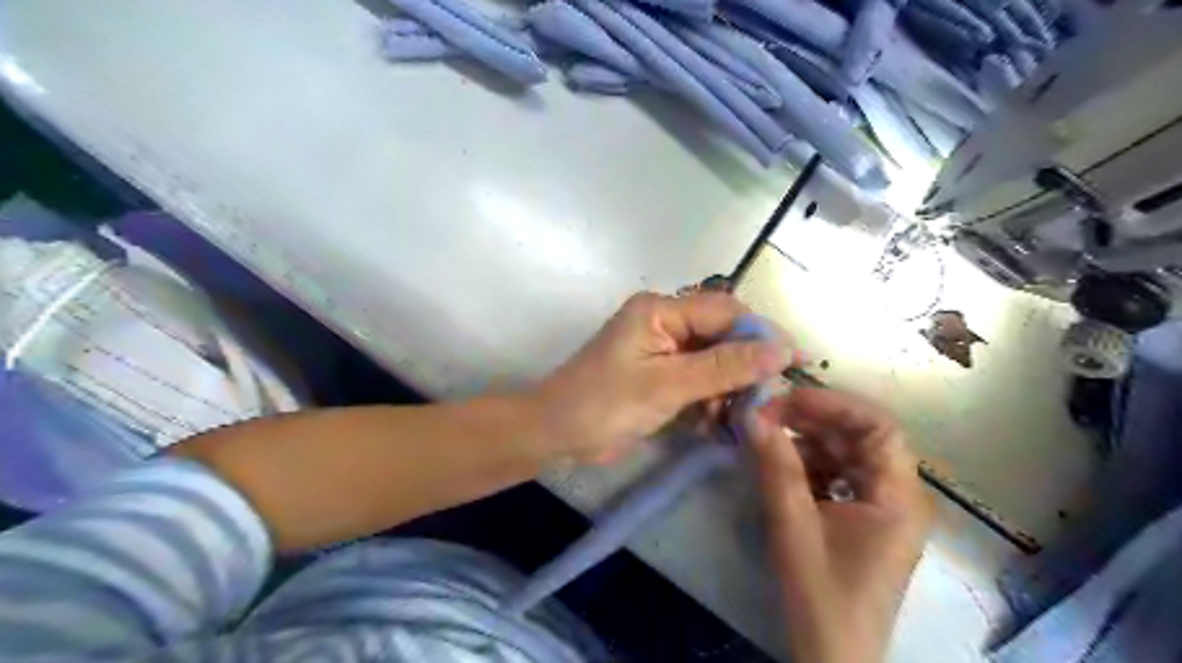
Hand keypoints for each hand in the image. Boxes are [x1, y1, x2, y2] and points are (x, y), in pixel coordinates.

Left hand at [537, 293, 792, 462]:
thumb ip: (725, 366)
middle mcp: (664, 322)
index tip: (795, 363)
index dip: (762, 335)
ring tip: (735, 418)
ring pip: (713, 362)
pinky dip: (709, 401)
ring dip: (727, 389)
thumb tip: (781, 349)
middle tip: (765, 399)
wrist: (556, 435)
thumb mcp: (668, 385)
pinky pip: (698, 381)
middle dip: (744, 367)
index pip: (725, 312)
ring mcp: (661, 350)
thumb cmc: (605, 404)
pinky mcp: (659, 376)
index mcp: (661, 310)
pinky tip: (713, 424)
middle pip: (722, 336)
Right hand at [745, 388, 932, 662]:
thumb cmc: (822, 594)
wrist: (833, 657)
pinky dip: (810, 466)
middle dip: (813, 422)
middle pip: (862, 437)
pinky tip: (783, 470)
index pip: (879, 426)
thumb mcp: (793, 525)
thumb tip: (753, 415)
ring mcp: (883, 508)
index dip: (833, 405)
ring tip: (768, 442)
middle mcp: (899, 494)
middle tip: (767, 417)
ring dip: (808, 443)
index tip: (786, 401)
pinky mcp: (865, 519)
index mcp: (899, 495)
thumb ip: (776, 466)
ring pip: (847, 454)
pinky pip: (839, 476)